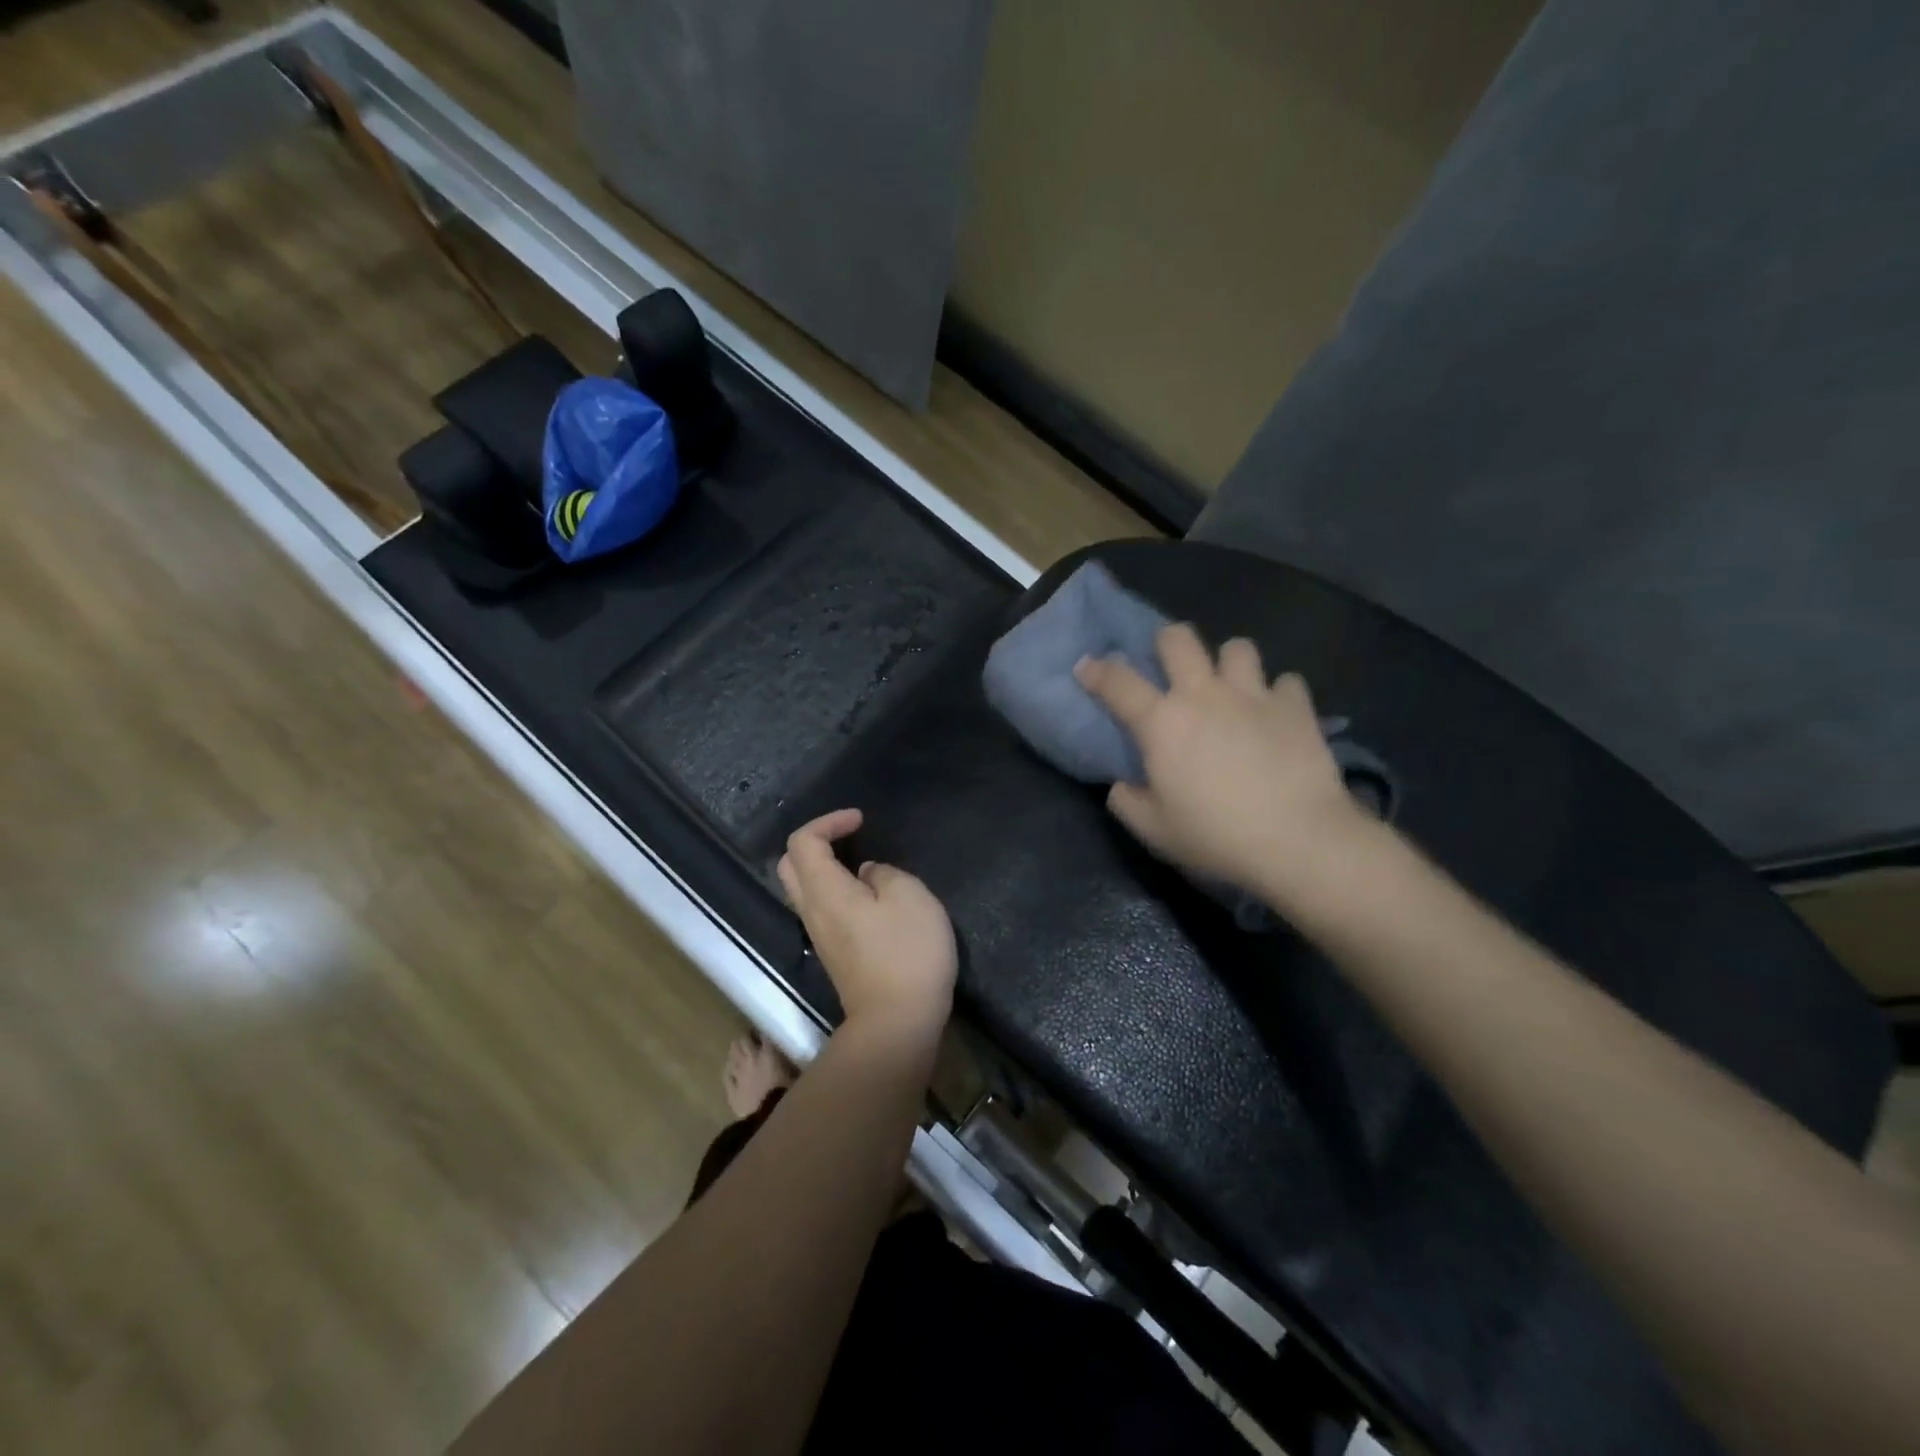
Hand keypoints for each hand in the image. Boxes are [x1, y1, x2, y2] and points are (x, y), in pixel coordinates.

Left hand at [777, 809, 956, 1044]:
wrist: (898, 1023)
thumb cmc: (907, 953)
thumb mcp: (911, 897)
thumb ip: (884, 874)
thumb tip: (865, 875)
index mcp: (824, 891)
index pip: (802, 842)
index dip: (828, 822)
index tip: (860, 821)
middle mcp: (812, 911)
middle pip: (790, 865)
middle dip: (816, 842)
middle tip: (850, 838)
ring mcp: (820, 936)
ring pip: (804, 889)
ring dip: (825, 868)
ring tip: (863, 865)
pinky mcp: (834, 955)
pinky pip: (822, 909)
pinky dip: (835, 890)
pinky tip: (869, 896)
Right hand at [1074, 624, 1367, 896]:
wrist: (1297, 840)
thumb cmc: (1216, 836)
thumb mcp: (1154, 830)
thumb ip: (1127, 802)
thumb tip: (1121, 784)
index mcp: (1162, 722)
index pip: (1117, 682)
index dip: (1096, 670)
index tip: (1086, 667)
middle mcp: (1204, 695)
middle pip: (1179, 639)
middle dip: (1167, 643)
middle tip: (1170, 667)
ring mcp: (1253, 695)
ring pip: (1238, 647)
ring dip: (1228, 663)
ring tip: (1231, 687)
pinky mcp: (1296, 707)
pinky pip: (1286, 682)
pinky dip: (1279, 694)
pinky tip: (1277, 715)